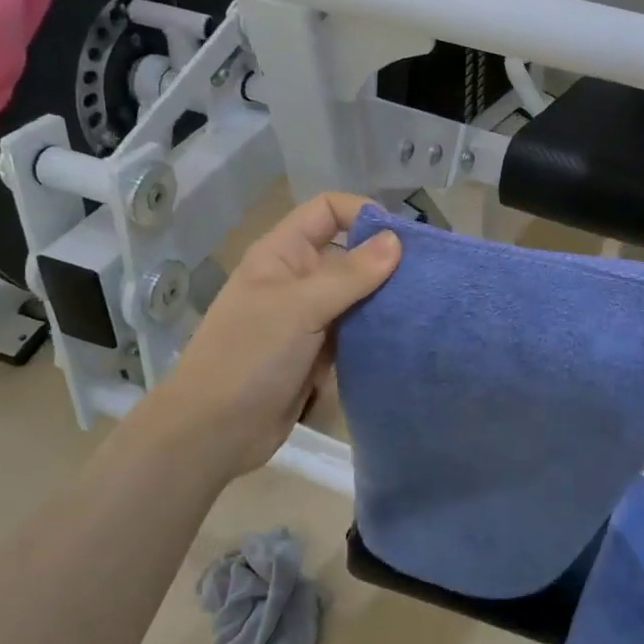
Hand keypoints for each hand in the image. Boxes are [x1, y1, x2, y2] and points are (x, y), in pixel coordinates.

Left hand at [123, 193, 400, 481]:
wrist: (215, 431)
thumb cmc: (250, 356)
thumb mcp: (300, 308)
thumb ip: (350, 274)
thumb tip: (396, 241)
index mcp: (282, 254)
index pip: (326, 211)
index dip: (362, 213)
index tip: (402, 238)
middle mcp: (297, 279)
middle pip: (348, 253)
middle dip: (385, 260)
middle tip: (428, 276)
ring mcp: (309, 318)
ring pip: (357, 295)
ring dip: (385, 299)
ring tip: (425, 306)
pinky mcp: (319, 352)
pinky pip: (356, 331)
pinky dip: (377, 331)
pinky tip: (407, 335)